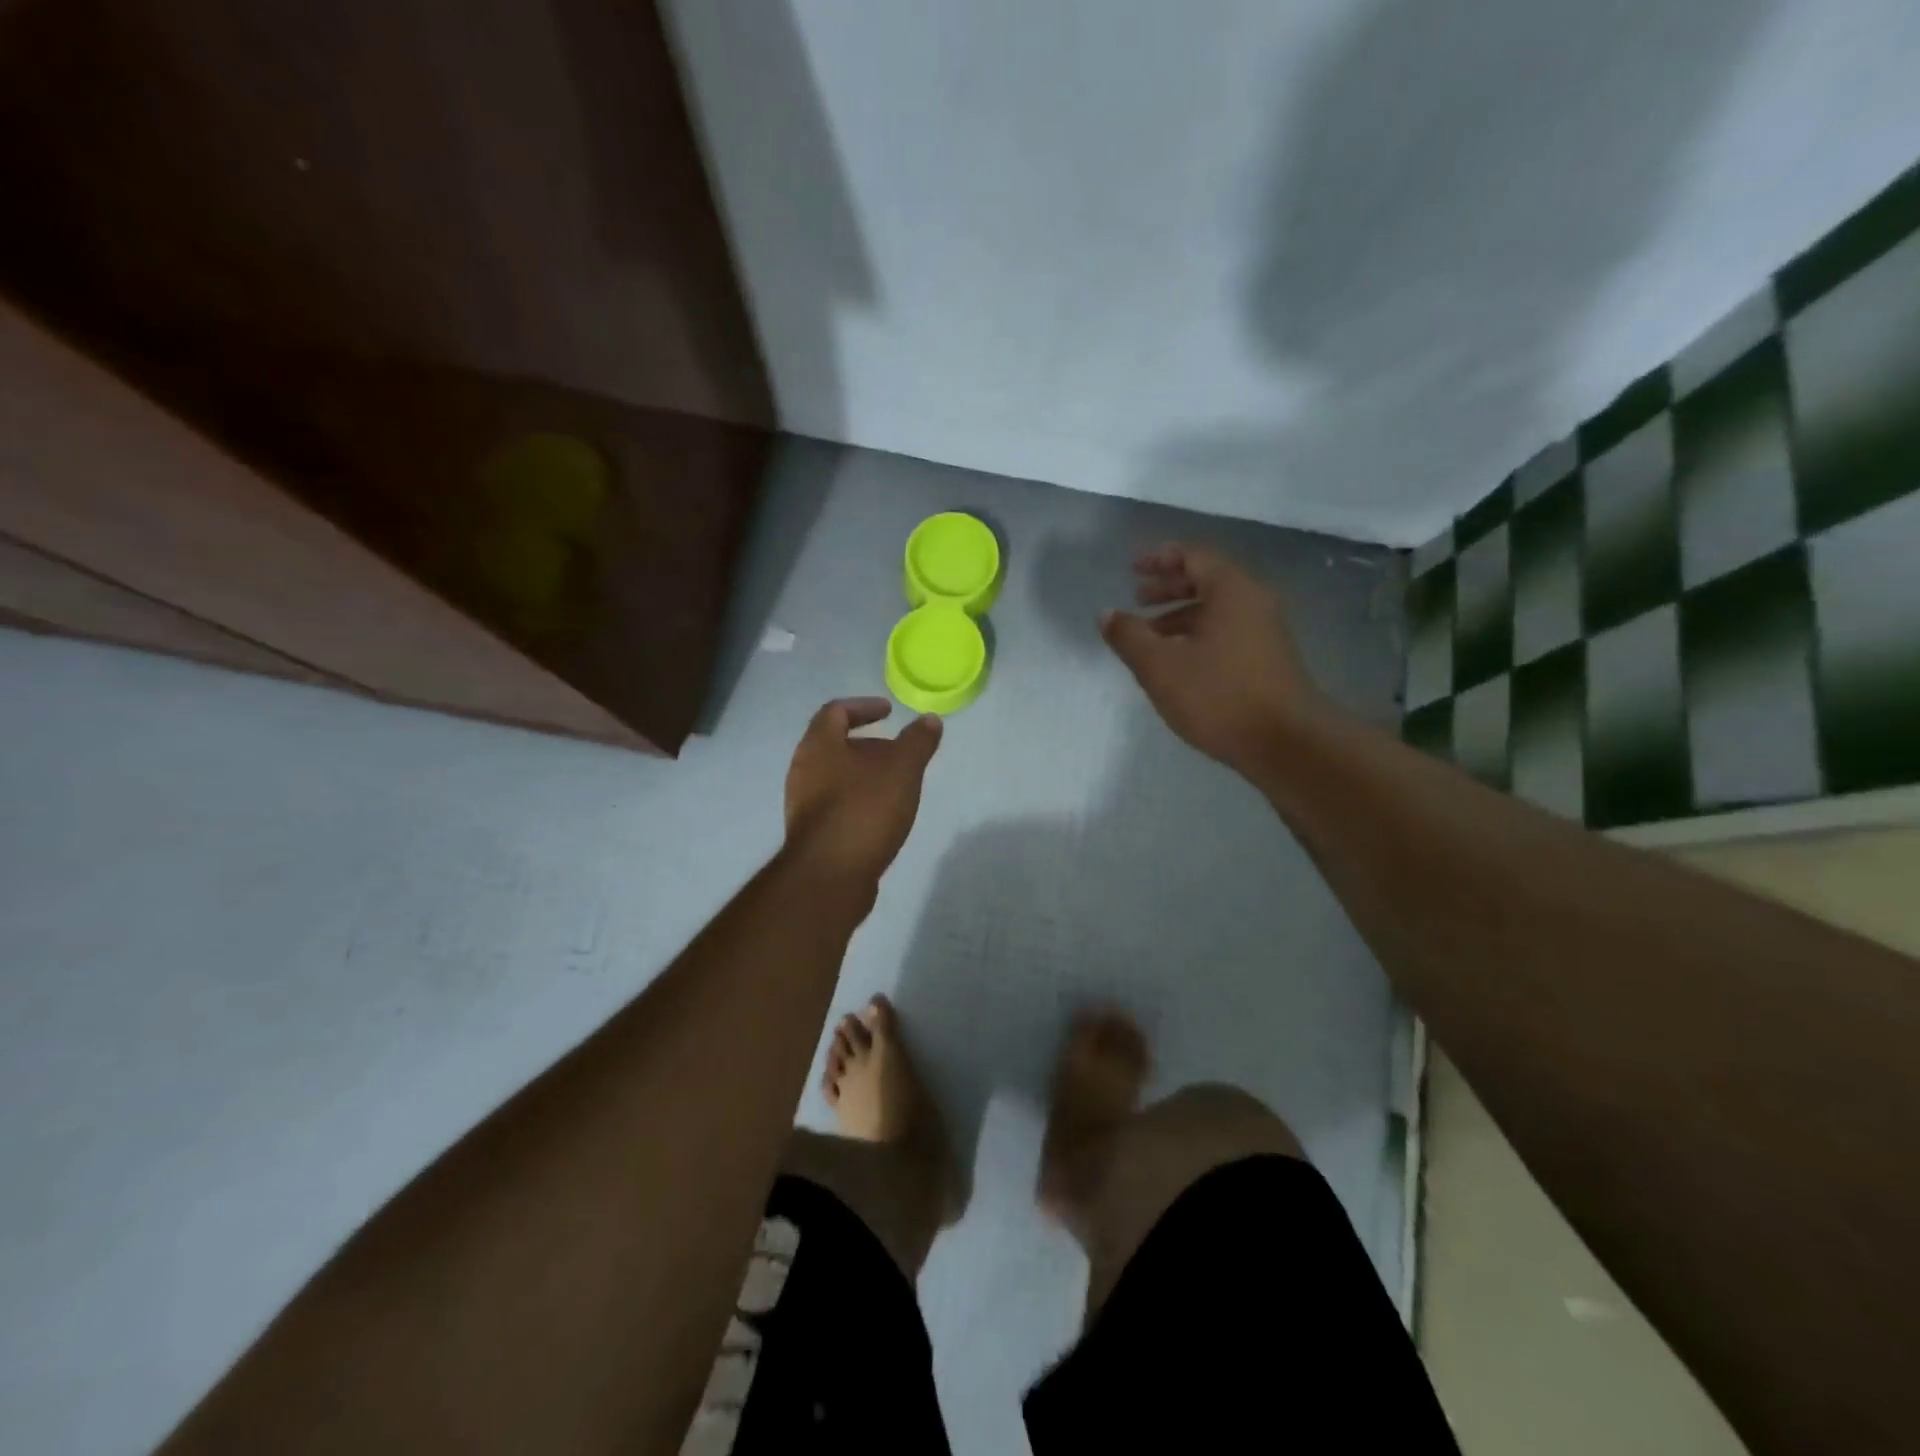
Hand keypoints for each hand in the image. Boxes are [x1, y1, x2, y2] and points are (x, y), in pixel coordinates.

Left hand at [785, 698, 942, 889]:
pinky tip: (883, 816)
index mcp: (818, 746)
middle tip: (899, 752)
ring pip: (836, 777)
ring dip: (865, 775)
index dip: (864, 707)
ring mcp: (804, 804)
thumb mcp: (902, 770)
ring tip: (897, 785)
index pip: (835, 712)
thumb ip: (917, 742)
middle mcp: (803, 770)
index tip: (889, 712)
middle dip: (869, 745)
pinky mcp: (811, 834)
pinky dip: (860, 800)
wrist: (830, 876)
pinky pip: (837, 805)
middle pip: (834, 745)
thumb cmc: (864, 810)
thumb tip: (929, 720)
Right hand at [1101, 544, 1332, 776]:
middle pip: (1207, 580)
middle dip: (1169, 586)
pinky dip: (1197, 635)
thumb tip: (1107, 614)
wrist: (1285, 742)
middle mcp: (1253, 602)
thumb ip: (1129, 636)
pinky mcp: (1267, 659)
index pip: (1194, 556)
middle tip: (1137, 598)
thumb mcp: (1160, 666)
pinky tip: (1177, 662)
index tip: (1133, 568)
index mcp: (1231, 590)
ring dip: (1179, 615)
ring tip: (1149, 636)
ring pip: (1216, 610)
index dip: (1160, 558)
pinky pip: (1226, 632)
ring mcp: (1265, 632)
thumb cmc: (1218, 695)